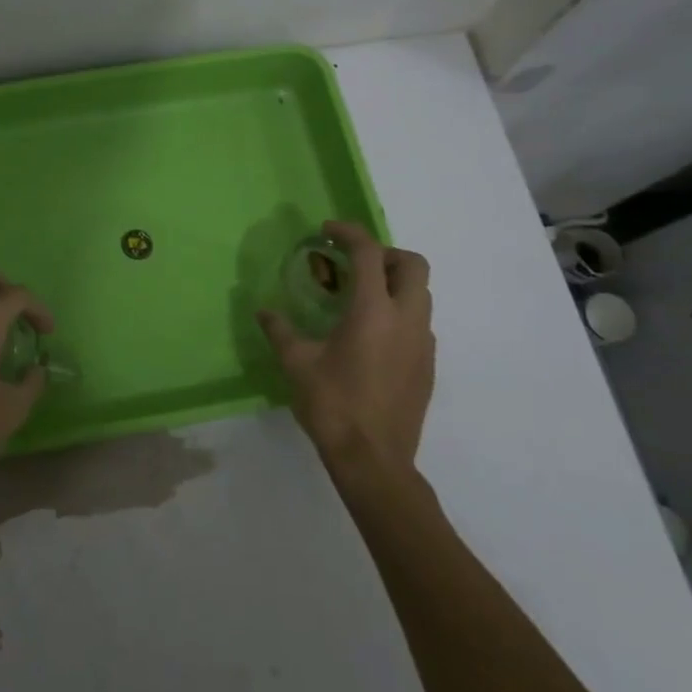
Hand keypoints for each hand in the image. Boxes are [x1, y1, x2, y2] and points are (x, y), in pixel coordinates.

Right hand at [257, 221, 435, 467]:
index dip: (349, 233)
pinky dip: (399, 312)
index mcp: (373, 311)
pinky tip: (371, 336)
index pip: (369, 253)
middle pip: (413, 265)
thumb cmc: (332, 405)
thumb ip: (280, 330)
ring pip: (421, 294)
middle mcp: (406, 319)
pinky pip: (419, 322)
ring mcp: (423, 343)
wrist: (374, 459)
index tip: (328, 231)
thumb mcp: (297, 363)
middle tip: (354, 265)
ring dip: (394, 283)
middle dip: (385, 254)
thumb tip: (263, 311)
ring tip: (359, 299)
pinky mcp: (428, 365)